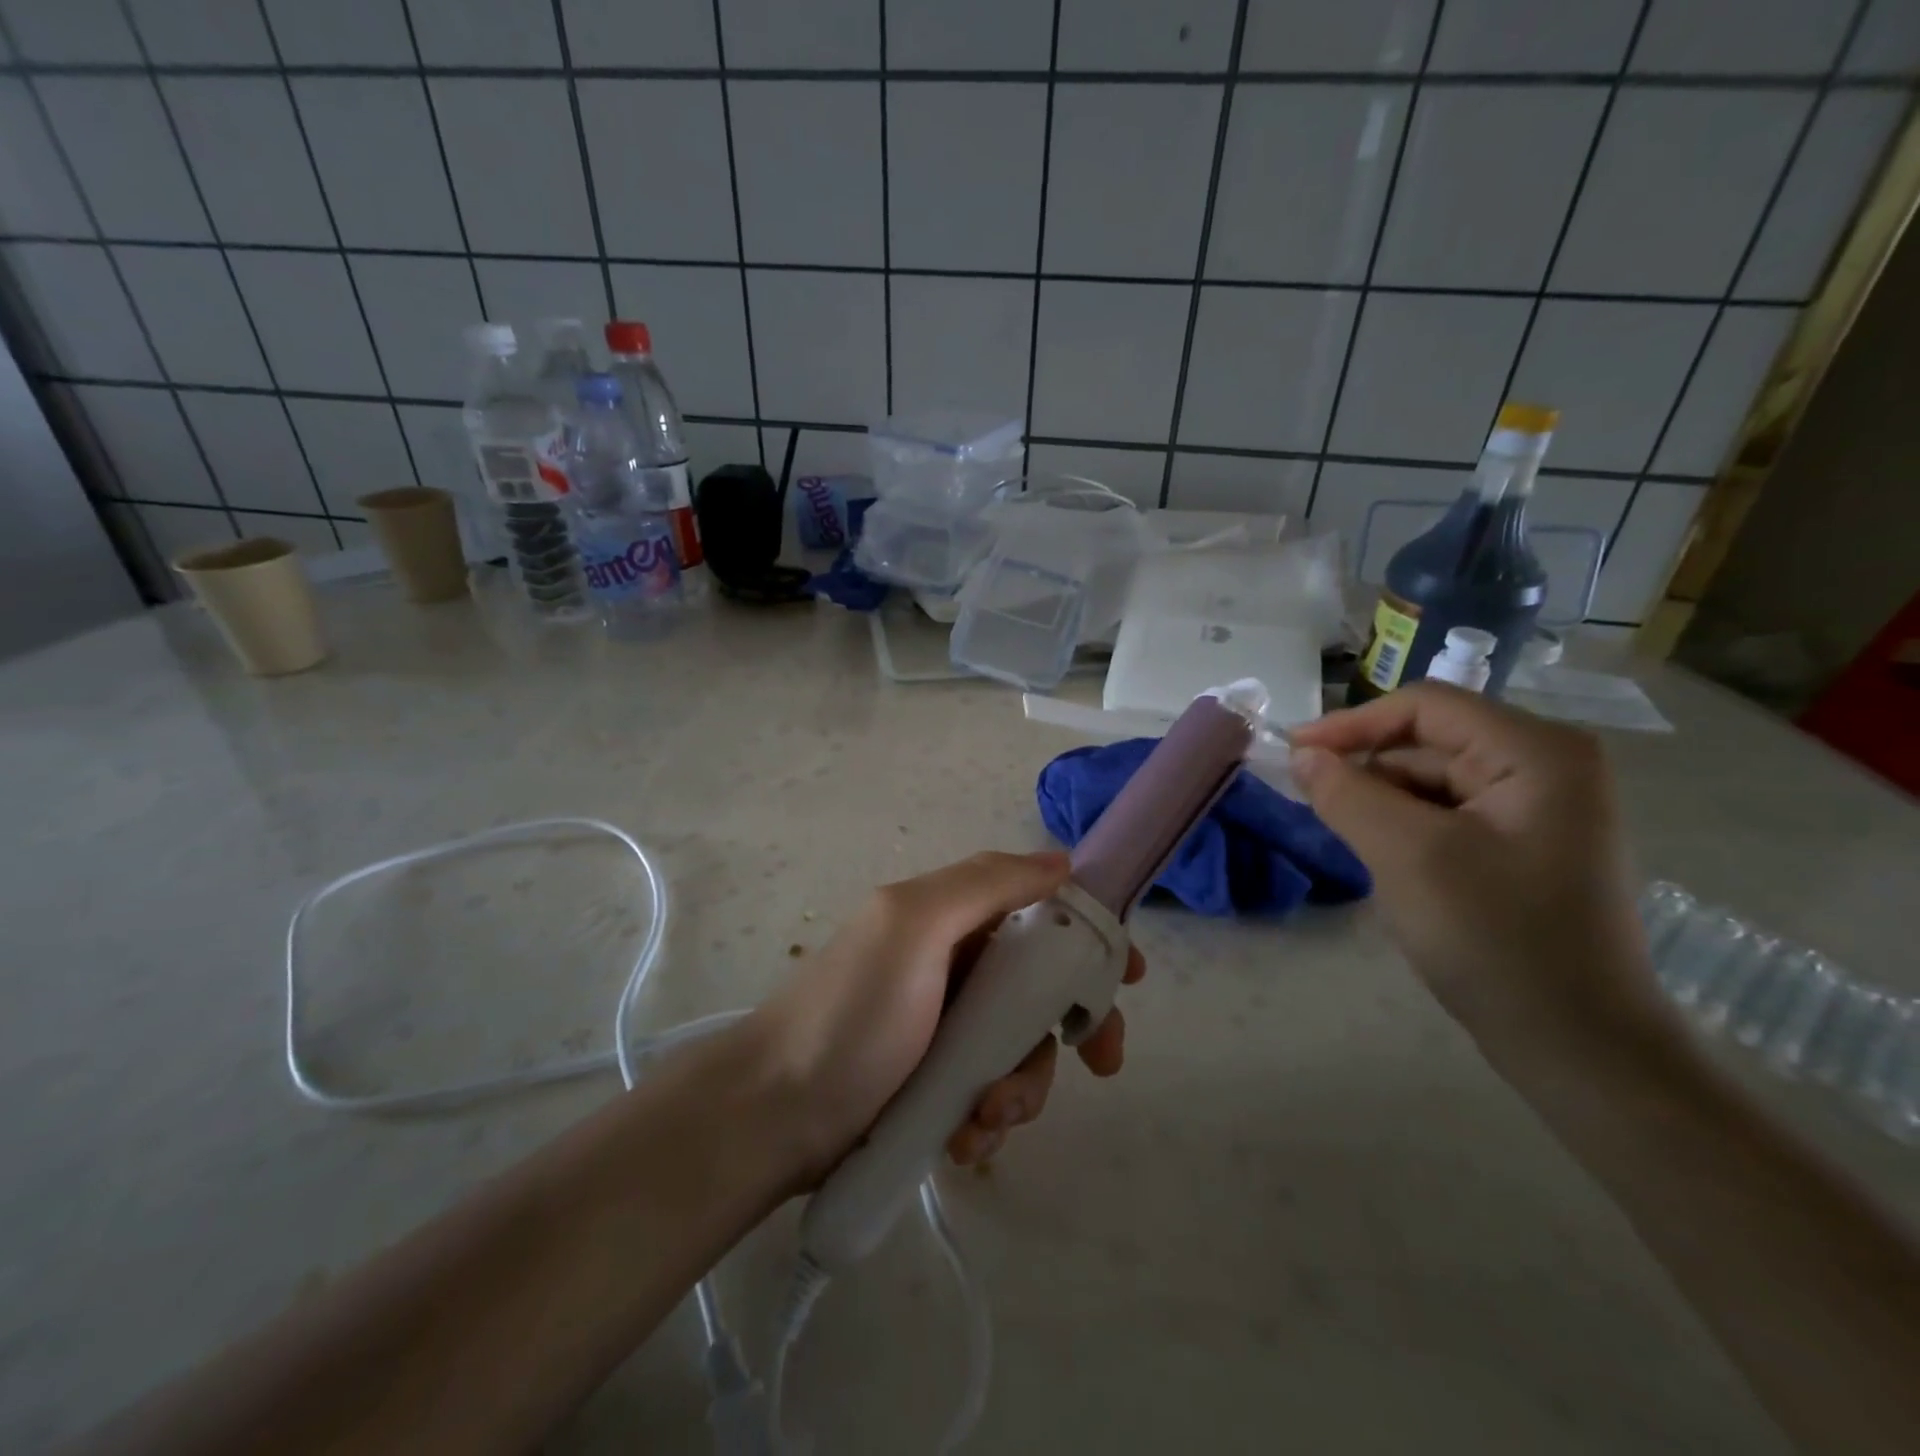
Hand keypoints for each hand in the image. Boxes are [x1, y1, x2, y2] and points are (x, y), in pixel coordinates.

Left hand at [752, 851, 1143, 1182]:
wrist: (772, 1116)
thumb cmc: (852, 1013)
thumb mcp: (914, 926)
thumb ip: (986, 884)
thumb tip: (1061, 861)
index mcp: (951, 919)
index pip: (1039, 913)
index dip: (1087, 938)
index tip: (1126, 977)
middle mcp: (953, 967)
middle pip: (1041, 989)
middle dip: (1070, 1027)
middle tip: (1100, 1063)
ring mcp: (944, 1031)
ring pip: (1021, 1049)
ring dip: (1021, 1086)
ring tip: (985, 1116)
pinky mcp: (934, 1087)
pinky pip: (990, 1094)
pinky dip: (989, 1118)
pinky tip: (964, 1141)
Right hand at [1288, 683, 1662, 1057]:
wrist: (1578, 1045)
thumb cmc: (1496, 939)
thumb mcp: (1407, 856)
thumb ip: (1347, 794)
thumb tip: (1303, 755)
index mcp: (1536, 753)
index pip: (1425, 706)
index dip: (1351, 724)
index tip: (1293, 753)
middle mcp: (1547, 766)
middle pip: (1430, 743)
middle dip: (1368, 771)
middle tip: (1315, 806)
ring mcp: (1541, 809)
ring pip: (1434, 781)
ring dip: (1384, 804)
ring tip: (1354, 843)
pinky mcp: (1527, 846)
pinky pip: (1449, 815)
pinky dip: (1407, 829)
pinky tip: (1389, 863)